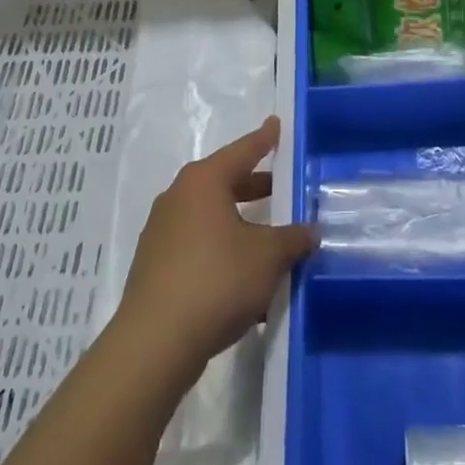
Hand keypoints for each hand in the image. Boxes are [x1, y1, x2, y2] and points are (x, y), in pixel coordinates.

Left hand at [116, 117, 314, 376]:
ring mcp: (162, 230)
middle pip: (224, 182)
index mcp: (203, 182)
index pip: (242, 150)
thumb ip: (292, 238)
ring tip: (269, 239)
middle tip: (282, 188)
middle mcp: (178, 197)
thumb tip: (308, 231)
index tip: (277, 124)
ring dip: (240, 223)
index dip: (264, 139)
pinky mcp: (155, 263)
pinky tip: (244, 278)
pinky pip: (198, 244)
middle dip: (254, 186)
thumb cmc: (217, 280)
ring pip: (210, 215)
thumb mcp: (268, 257)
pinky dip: (222, 249)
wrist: (156, 340)